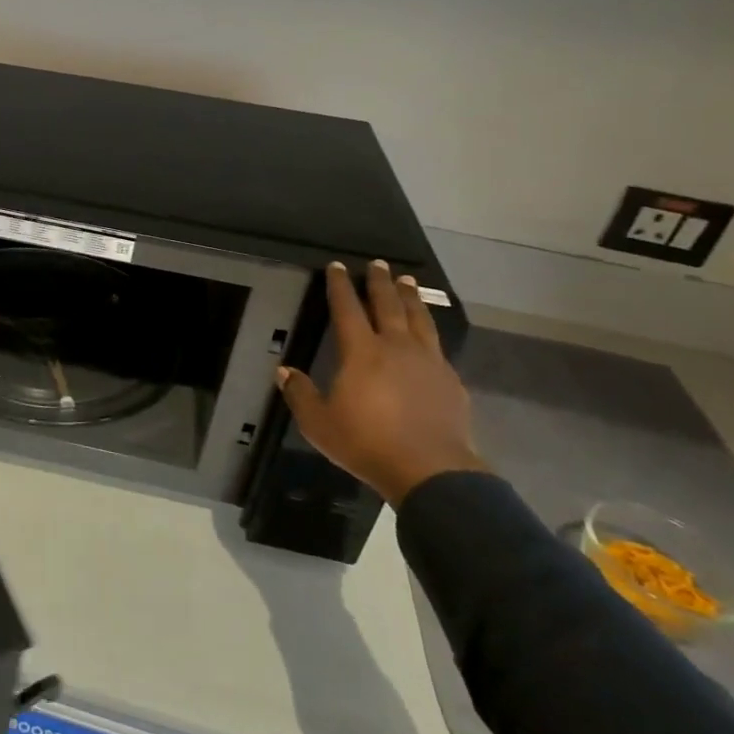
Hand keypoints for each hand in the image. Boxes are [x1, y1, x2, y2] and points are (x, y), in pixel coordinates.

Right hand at [277, 260, 487, 505]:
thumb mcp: (319, 424)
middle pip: (388, 305)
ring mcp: (428, 361)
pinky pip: (437, 346)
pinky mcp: (450, 380)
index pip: (347, 309)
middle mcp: (396, 347)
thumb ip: (301, 394)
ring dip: (411, 298)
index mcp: (362, 352)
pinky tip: (428, 335)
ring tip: (408, 281)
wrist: (431, 470)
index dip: (340, 286)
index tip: (337, 266)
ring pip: (418, 319)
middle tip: (379, 263)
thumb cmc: (367, 443)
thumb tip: (283, 371)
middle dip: (381, 282)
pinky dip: (429, 331)